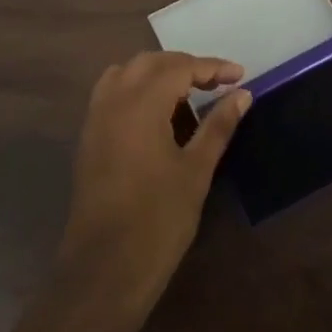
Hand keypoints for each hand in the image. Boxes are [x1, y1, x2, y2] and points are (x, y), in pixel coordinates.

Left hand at [59, 52, 251, 306]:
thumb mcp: (196, 170)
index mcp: (140, 105)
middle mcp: (113, 101)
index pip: (179, 68)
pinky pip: (112, 94)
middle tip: (217, 84)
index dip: (212, 67)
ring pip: (126, 74)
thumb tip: (242, 95)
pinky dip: (137, 90)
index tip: (240, 75)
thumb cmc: (158, 219)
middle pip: (150, 63)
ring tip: (188, 94)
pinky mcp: (89, 138)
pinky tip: (158, 115)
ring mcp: (95, 119)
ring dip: (158, 74)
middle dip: (185, 66)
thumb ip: (218, 126)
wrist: (105, 268)